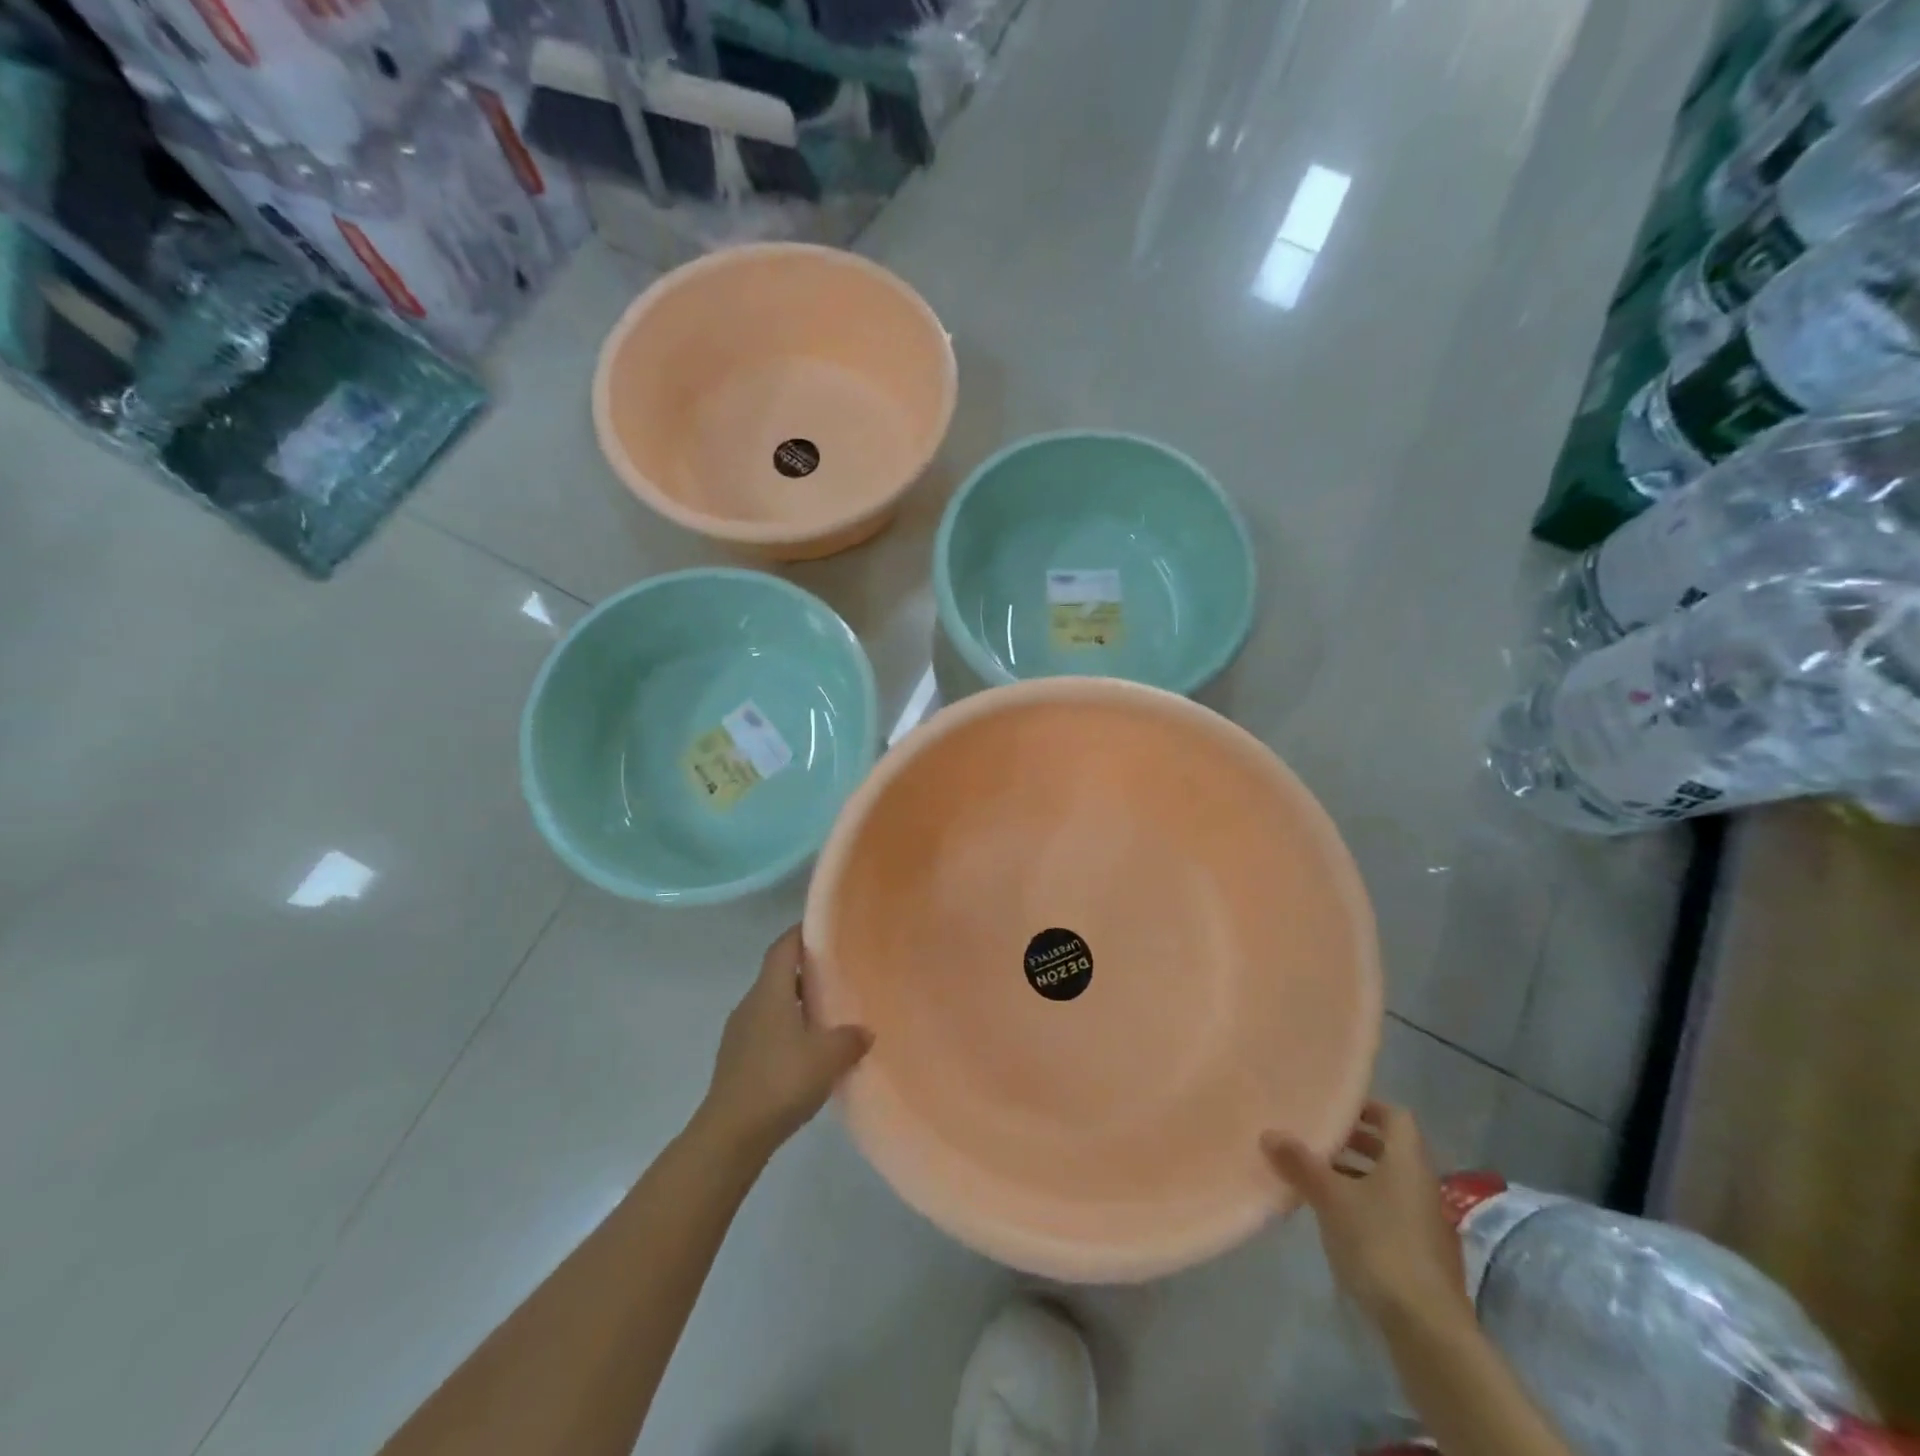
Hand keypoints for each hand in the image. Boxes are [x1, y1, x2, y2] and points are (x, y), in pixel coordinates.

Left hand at [699, 926, 872, 1158]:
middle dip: (806, 970)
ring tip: (829, 1014)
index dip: (802, 932)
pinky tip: (809, 1052)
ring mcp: (740, 1034)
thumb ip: (850, 1038)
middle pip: (778, 974)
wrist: (730, 1136)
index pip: (783, 947)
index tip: (825, 927)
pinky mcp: (737, 1061)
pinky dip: (788, 1031)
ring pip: (773, 1005)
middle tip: (839, 972)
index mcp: (769, 992)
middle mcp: (750, 1005)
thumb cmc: (779, 1081)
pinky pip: (767, 1031)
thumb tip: (864, 1030)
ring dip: (798, 1003)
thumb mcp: (827, 1057)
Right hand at [1262, 1101, 1470, 1330]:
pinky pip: (1391, 1213)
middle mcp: (1422, 1185)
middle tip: (1317, 1137)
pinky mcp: (1422, 1255)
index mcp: (1408, 1162)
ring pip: (1389, 1183)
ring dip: (1356, 1175)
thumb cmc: (1379, 1244)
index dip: (1366, 1107)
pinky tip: (1335, 1219)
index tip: (1333, 1108)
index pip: (1395, 1116)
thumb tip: (1269, 1132)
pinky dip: (1365, 1205)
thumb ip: (1300, 1163)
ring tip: (1316, 1176)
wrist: (1427, 1329)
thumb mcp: (1330, 1198)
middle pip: (1390, 1149)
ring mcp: (1426, 1223)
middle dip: (1354, 1141)